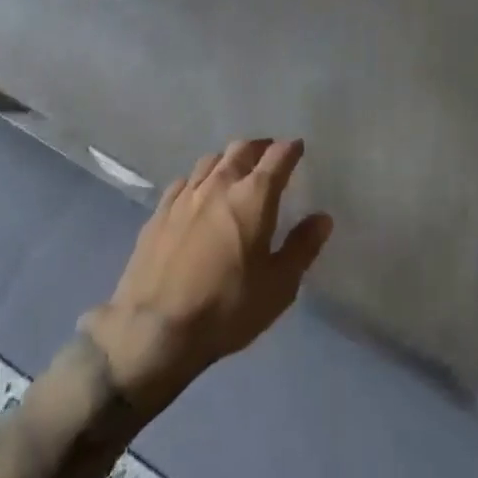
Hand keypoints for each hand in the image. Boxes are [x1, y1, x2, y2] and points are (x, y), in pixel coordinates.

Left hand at [84, 138, 331, 411]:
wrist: (154, 330)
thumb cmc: (226, 309)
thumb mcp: (278, 287)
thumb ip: (302, 248)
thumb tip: (323, 218)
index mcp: (253, 196)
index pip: (277, 157)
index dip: (290, 149)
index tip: (298, 147)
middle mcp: (220, 183)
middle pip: (242, 149)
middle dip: (259, 147)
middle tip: (268, 155)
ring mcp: (186, 194)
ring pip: (211, 160)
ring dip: (228, 160)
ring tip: (234, 171)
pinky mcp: (160, 211)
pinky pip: (184, 181)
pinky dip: (198, 180)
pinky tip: (197, 194)